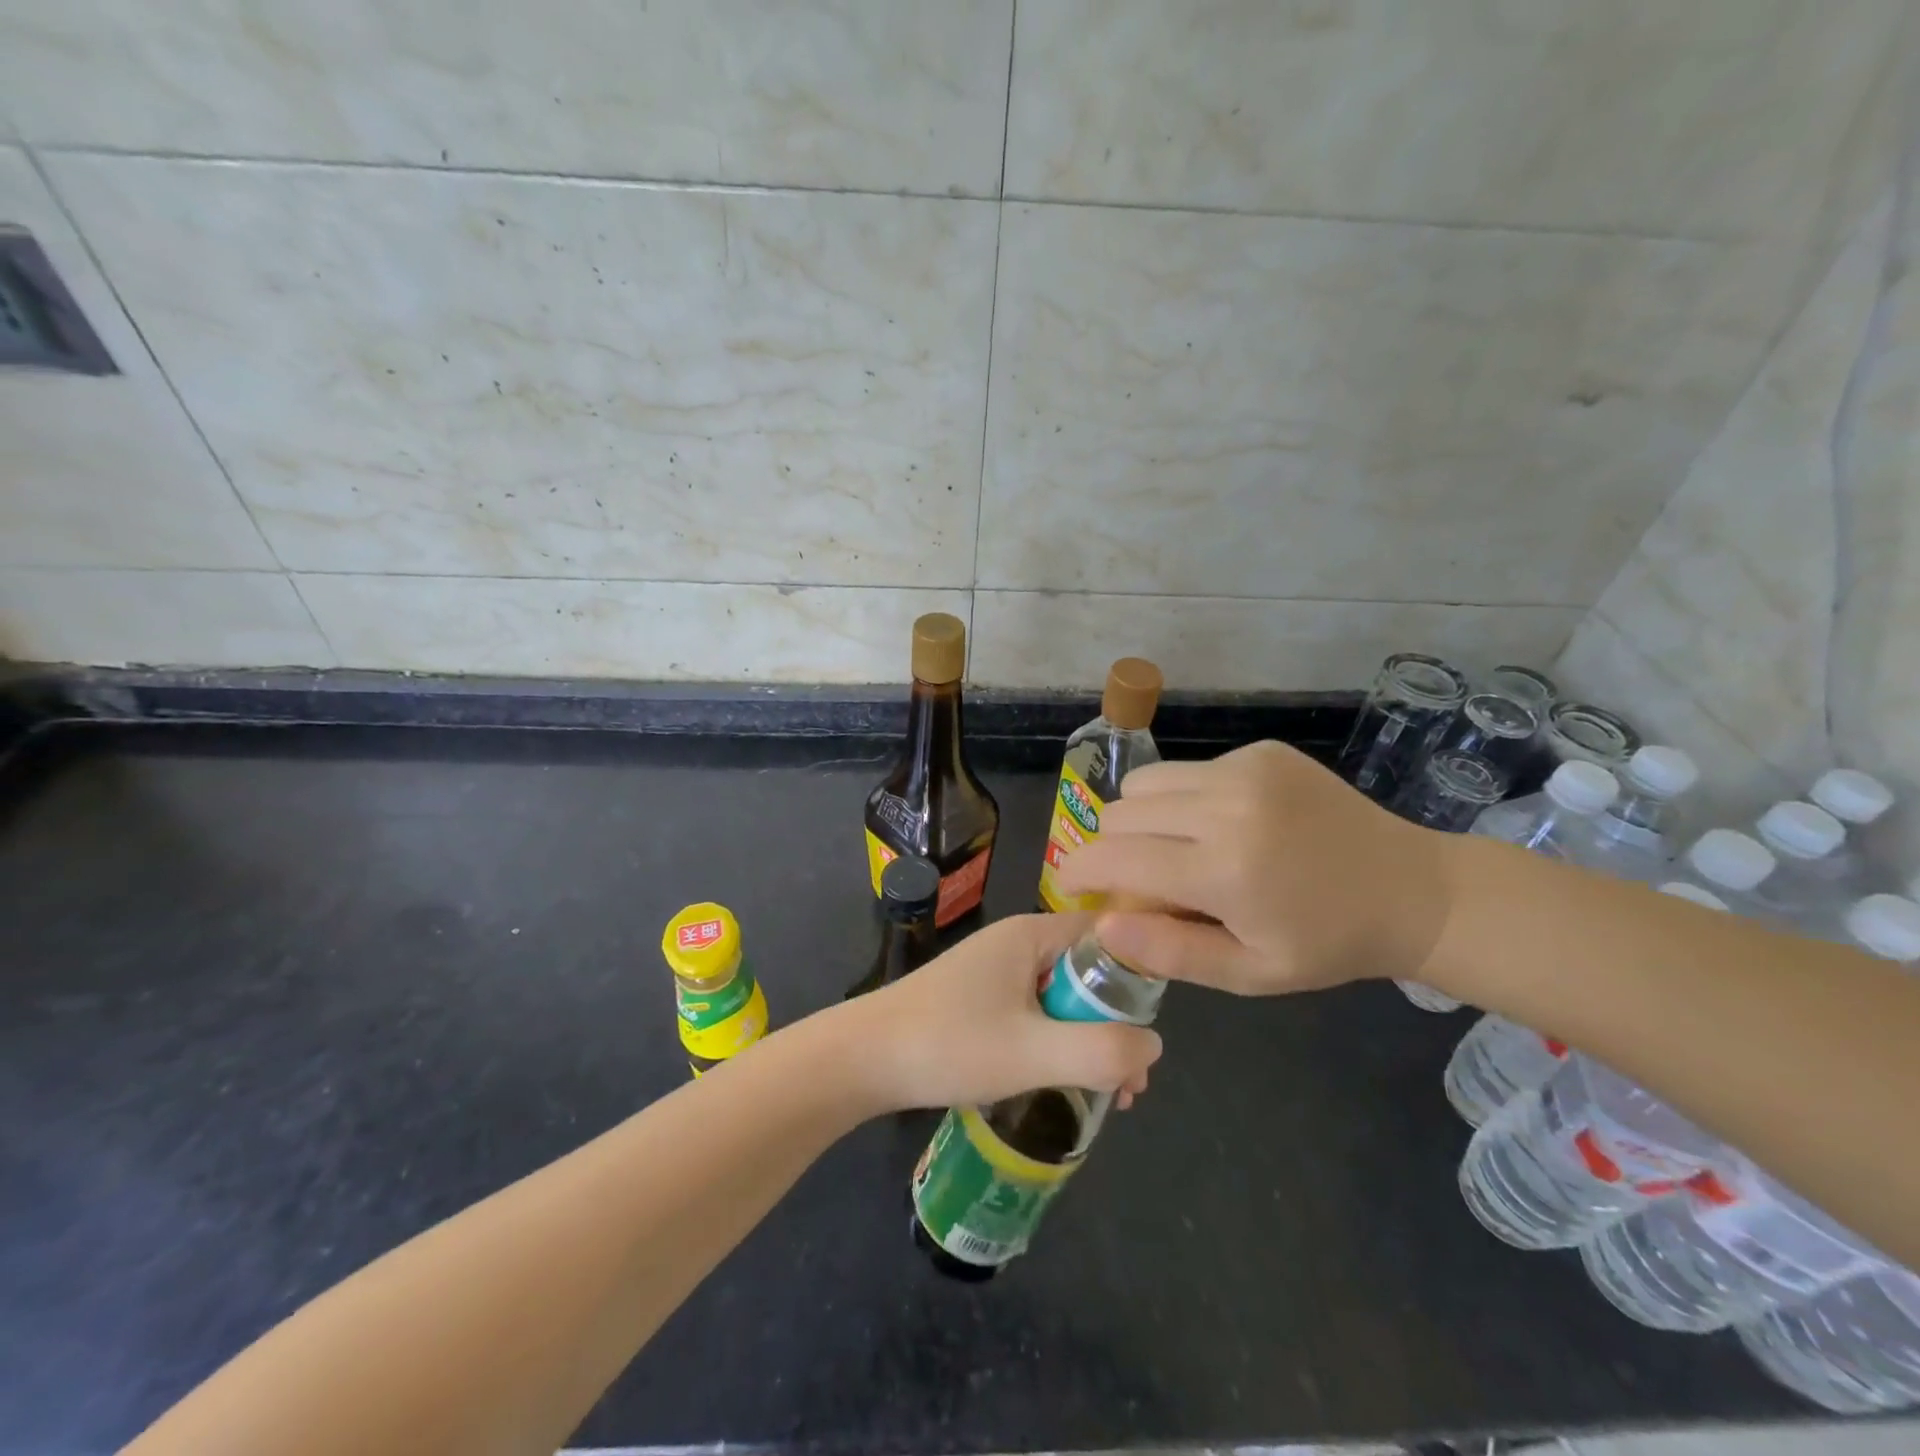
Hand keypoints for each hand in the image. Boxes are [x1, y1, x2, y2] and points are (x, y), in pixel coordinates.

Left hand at [845, 912, 1162, 1112]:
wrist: (863, 1059)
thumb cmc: (949, 1044)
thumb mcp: (1033, 1051)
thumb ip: (1101, 1049)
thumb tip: (1154, 1045)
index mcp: (1031, 935)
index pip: (1106, 933)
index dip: (1138, 972)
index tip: (1154, 1027)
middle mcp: (1017, 944)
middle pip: (1086, 971)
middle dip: (1115, 1022)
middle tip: (1131, 1083)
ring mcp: (995, 971)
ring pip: (1061, 998)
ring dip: (1088, 1039)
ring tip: (1107, 1095)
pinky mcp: (979, 1000)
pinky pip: (1035, 1013)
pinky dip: (1057, 1043)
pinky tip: (1062, 1084)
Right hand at [1055, 740, 1453, 993]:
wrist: (1411, 889)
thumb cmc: (1326, 944)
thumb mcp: (1249, 973)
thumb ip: (1169, 951)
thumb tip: (1101, 924)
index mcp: (1223, 870)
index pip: (1113, 858)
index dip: (1078, 872)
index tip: (1074, 887)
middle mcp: (1225, 807)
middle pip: (1119, 814)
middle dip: (1112, 849)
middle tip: (1140, 879)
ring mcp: (1244, 770)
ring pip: (1144, 783)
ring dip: (1142, 818)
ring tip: (1178, 848)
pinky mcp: (1260, 751)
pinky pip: (1188, 769)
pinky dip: (1185, 799)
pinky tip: (1226, 824)